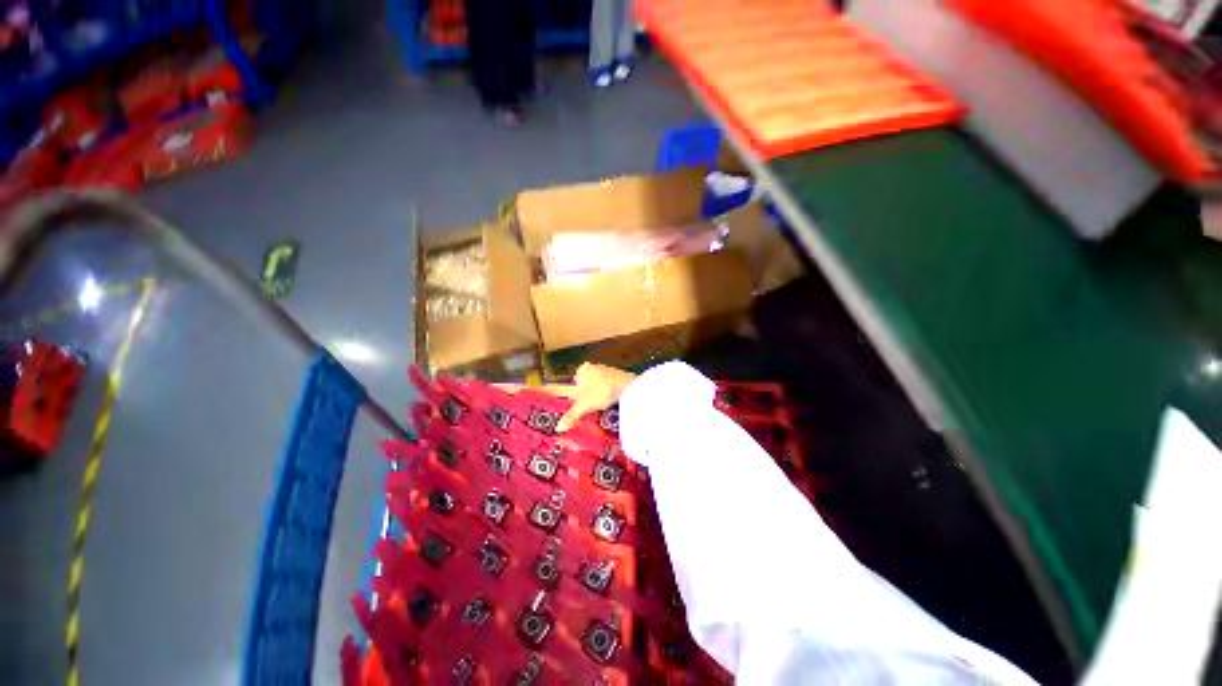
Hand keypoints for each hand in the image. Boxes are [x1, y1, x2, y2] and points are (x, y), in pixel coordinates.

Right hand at [555, 363, 636, 431]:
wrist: (627, 386)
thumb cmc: (601, 391)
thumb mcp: (584, 405)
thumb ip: (571, 415)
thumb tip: (558, 427)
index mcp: (582, 371)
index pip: (572, 382)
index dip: (571, 392)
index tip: (569, 400)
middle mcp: (593, 368)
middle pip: (584, 384)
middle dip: (584, 395)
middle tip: (585, 408)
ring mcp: (606, 371)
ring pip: (596, 386)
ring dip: (596, 395)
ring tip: (598, 407)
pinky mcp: (617, 377)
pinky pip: (608, 387)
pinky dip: (606, 394)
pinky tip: (609, 402)